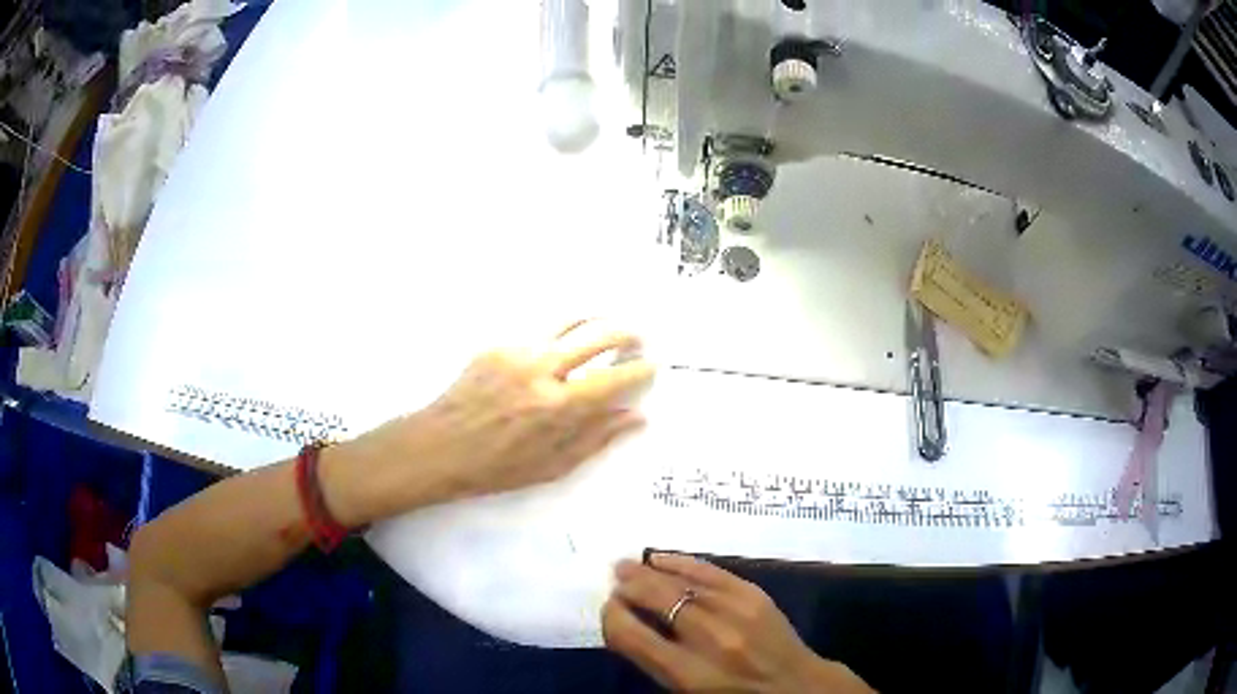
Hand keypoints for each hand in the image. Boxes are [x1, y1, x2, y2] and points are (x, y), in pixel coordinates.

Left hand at [323, 319, 654, 524]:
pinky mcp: (496, 345)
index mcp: (557, 406)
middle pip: (595, 335)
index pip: (612, 378)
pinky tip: (562, 344)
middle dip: (624, 333)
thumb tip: (637, 418)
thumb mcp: (552, 466)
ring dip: (594, 320)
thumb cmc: (496, 468)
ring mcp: (516, 351)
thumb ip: (597, 439)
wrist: (438, 447)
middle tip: (638, 338)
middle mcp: (540, 369)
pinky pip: (537, 332)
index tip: (651, 366)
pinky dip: (558, 334)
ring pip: (567, 321)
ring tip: (608, 325)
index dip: (638, 370)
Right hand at [602, 553, 874, 693]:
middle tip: (615, 580)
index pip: (633, 637)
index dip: (613, 617)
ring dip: (650, 572)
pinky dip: (683, 563)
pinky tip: (663, 558)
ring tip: (629, 566)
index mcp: (688, 674)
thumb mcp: (687, 691)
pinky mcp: (755, 596)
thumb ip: (655, 660)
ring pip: (683, 582)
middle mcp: (710, 641)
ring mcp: (737, 614)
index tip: (608, 608)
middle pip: (658, 602)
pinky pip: (712, 572)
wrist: (796, 686)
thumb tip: (625, 621)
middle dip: (629, 588)